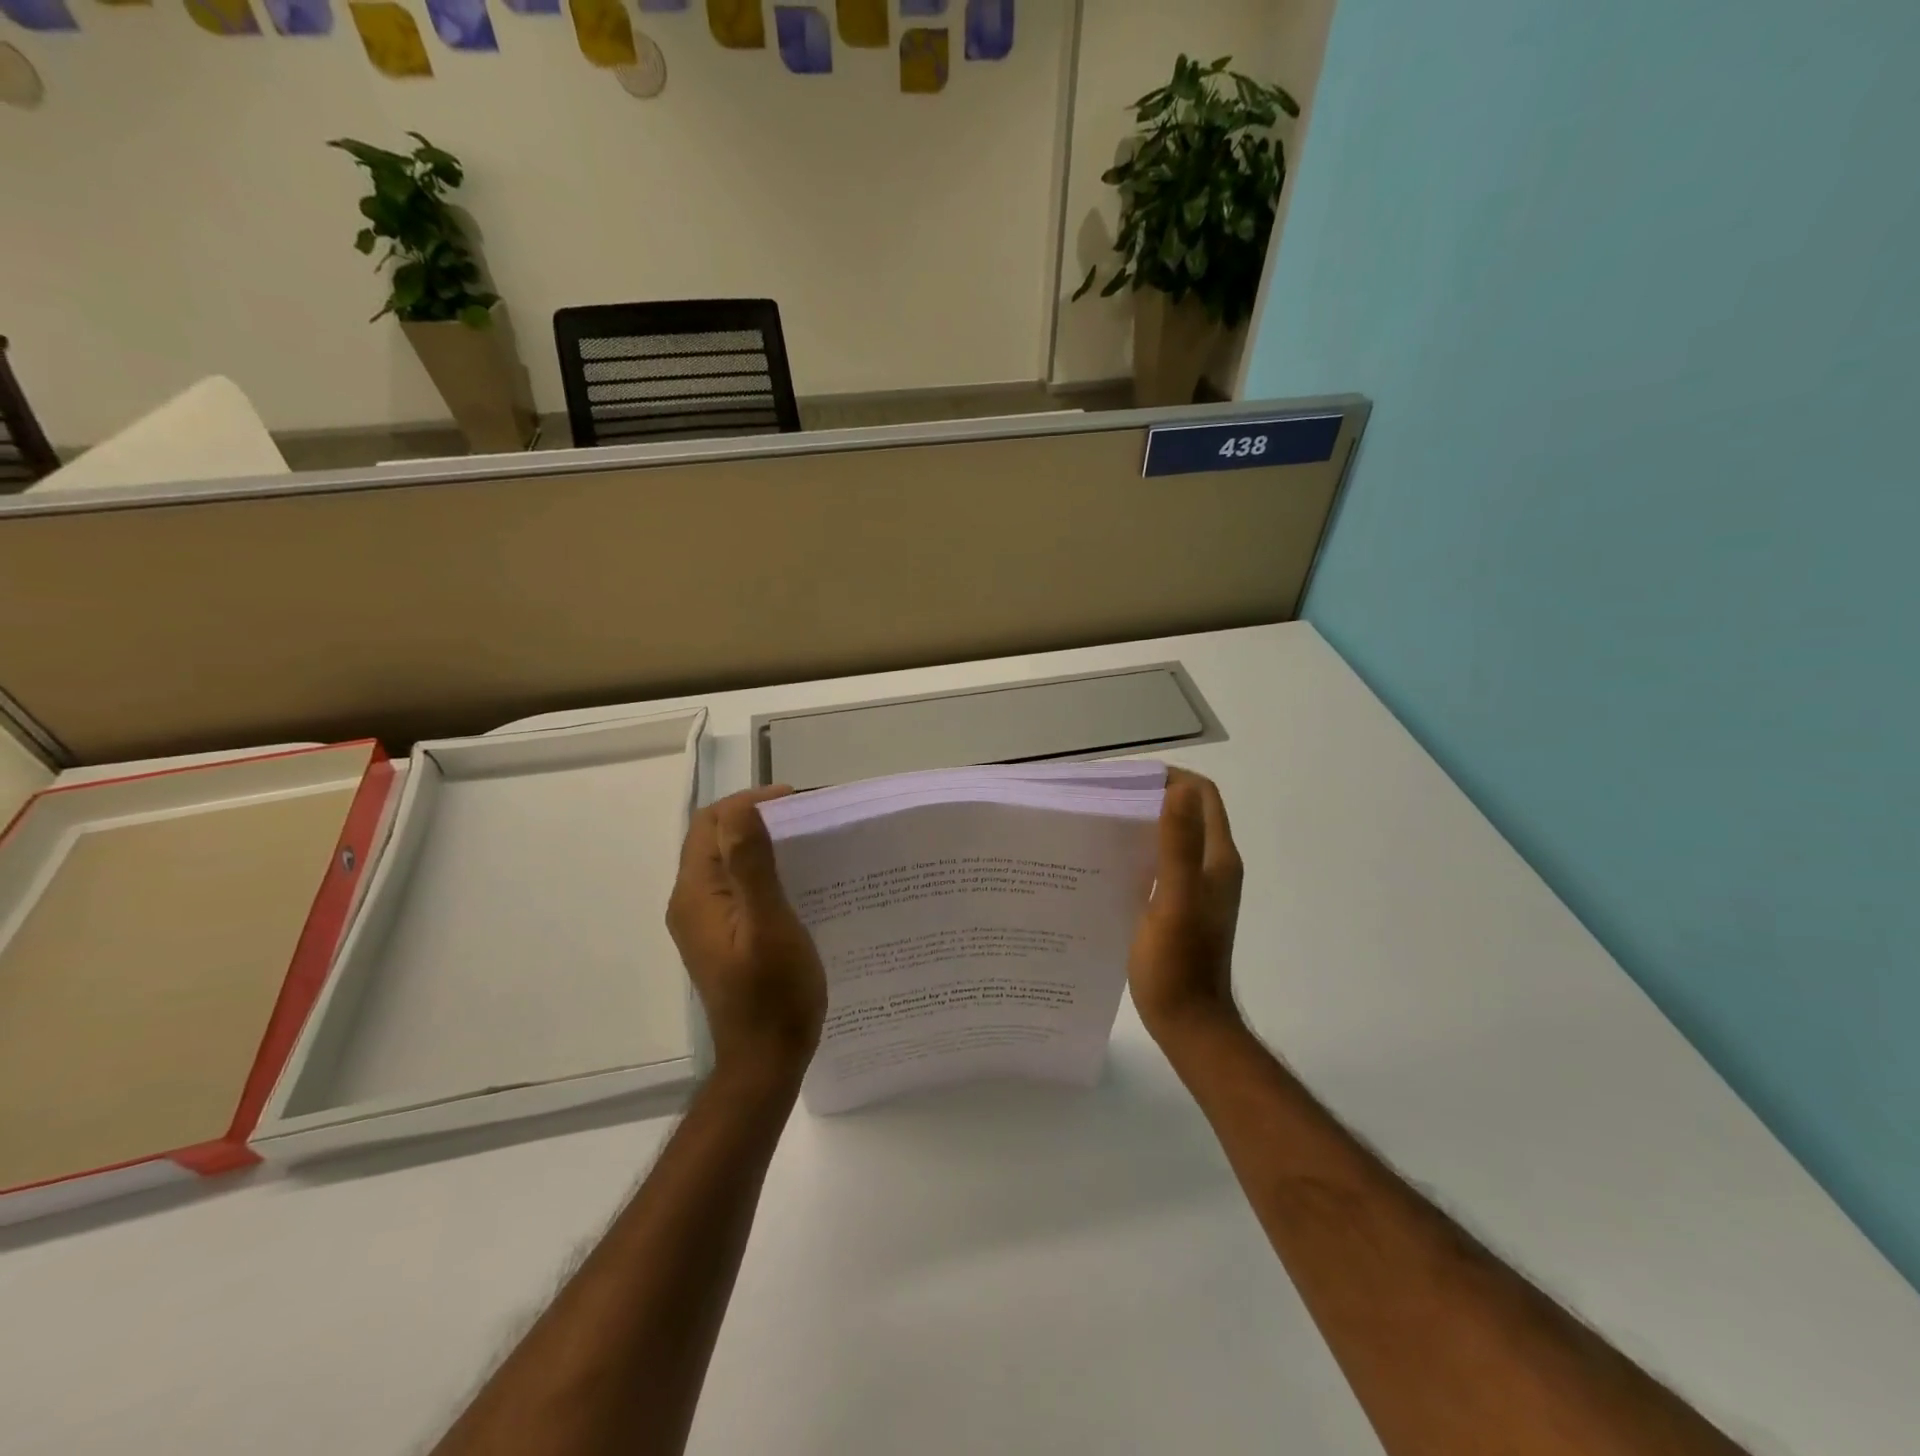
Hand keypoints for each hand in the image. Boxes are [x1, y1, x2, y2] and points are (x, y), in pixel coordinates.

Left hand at [667, 787, 827, 1086]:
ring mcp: (705, 921)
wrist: (765, 1060)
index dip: (750, 803)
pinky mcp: (722, 936)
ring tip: (809, 843)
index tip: (798, 804)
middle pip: (715, 838)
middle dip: (758, 818)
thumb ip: (751, 866)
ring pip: (727, 861)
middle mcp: (692, 901)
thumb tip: (742, 808)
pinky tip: (798, 880)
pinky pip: (737, 885)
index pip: (711, 823)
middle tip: (809, 820)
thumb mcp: (769, 925)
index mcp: (696, 894)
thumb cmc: (773, 995)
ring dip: (762, 843)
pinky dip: (763, 869)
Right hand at [1128, 768, 1245, 1047]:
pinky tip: (1109, 862)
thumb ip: (1178, 845)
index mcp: (1217, 859)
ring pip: (1174, 838)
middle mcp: (1213, 867)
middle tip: (1105, 799)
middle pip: (1187, 812)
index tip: (1127, 779)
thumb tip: (1179, 788)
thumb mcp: (1173, 901)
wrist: (1189, 1023)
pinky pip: (1163, 863)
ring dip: (1144, 823)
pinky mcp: (1181, 906)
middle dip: (1151, 796)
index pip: (1203, 795)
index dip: (1170, 778)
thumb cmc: (1179, 964)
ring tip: (1101, 824)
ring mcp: (1198, 888)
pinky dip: (1141, 851)